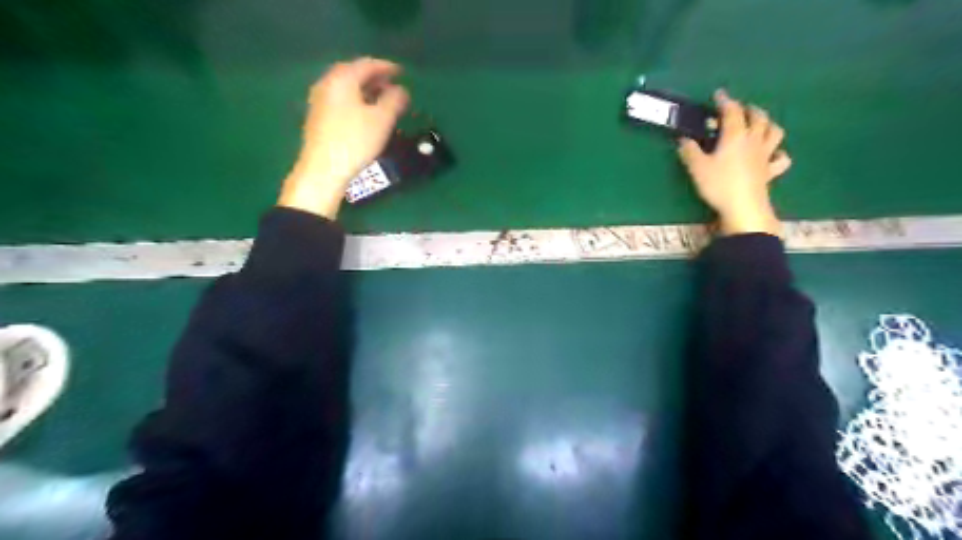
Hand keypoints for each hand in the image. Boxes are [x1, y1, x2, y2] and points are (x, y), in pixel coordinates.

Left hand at [281, 57, 411, 216]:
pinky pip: (340, 99)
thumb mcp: (381, 120)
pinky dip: (355, 99)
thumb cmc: (355, 141)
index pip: (367, 64)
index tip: (402, 72)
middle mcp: (327, 84)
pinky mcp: (317, 117)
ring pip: (346, 87)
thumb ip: (394, 101)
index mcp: (342, 79)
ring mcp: (319, 100)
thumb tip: (402, 90)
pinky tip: (364, 113)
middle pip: (353, 73)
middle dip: (374, 77)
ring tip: (381, 100)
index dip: (386, 67)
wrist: (323, 169)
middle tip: (392, 85)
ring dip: (365, 89)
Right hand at [676, 89, 789, 235]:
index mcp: (735, 135)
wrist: (743, 207)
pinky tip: (772, 155)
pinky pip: (781, 158)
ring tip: (759, 125)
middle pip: (758, 117)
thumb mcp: (697, 168)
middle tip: (741, 109)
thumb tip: (683, 140)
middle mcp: (753, 140)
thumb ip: (689, 151)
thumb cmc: (719, 185)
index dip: (725, 101)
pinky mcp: (770, 171)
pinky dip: (779, 153)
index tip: (719, 95)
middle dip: (750, 109)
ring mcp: (765, 155)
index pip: (732, 111)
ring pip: (774, 132)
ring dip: (768, 124)